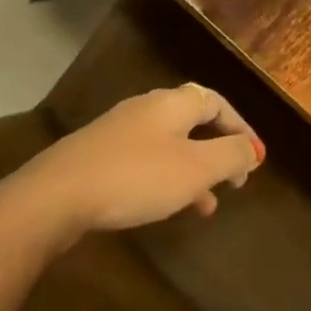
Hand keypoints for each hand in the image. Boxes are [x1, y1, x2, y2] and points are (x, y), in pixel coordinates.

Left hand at [12, 83, 263, 237]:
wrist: (55, 196)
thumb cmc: (136, 178)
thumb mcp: (195, 169)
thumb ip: (231, 155)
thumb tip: (253, 148)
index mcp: (173, 103)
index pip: (217, 102)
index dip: (241, 128)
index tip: (255, 159)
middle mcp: (146, 108)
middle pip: (193, 121)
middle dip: (217, 150)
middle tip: (234, 179)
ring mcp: (118, 131)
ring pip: (170, 145)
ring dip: (193, 171)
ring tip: (207, 205)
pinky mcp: (98, 155)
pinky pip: (145, 161)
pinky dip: (166, 179)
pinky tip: (165, 208)